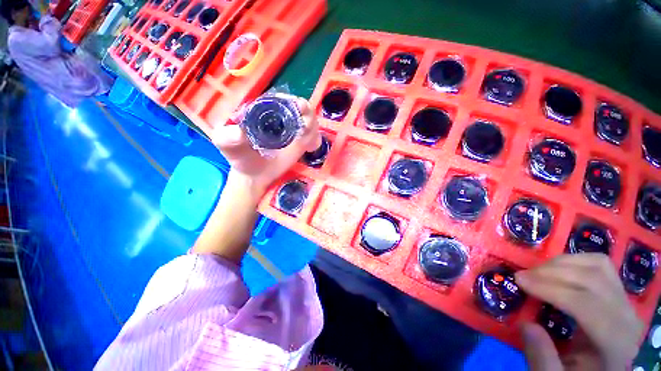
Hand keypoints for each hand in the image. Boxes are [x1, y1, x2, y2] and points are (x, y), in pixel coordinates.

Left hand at [210, 95, 320, 196]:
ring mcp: (292, 130)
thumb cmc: (240, 157)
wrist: (255, 175)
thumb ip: (227, 136)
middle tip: (305, 123)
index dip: (288, 101)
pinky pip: (313, 135)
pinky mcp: (301, 142)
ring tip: (306, 139)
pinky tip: (310, 148)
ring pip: (309, 119)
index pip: (278, 99)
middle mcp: (280, 117)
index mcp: (263, 111)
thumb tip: (240, 132)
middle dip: (305, 111)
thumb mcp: (226, 144)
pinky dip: (315, 138)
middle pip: (298, 106)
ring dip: (312, 125)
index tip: (295, 108)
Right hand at [515, 254, 643, 370]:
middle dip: (551, 272)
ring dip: (561, 264)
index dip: (550, 289)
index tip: (518, 280)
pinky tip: (558, 269)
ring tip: (537, 272)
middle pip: (592, 279)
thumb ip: (542, 359)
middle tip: (522, 276)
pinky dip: (575, 260)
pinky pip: (599, 264)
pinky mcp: (619, 291)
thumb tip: (526, 325)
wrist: (601, 369)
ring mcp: (626, 300)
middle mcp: (627, 316)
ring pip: (597, 266)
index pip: (586, 304)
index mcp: (615, 342)